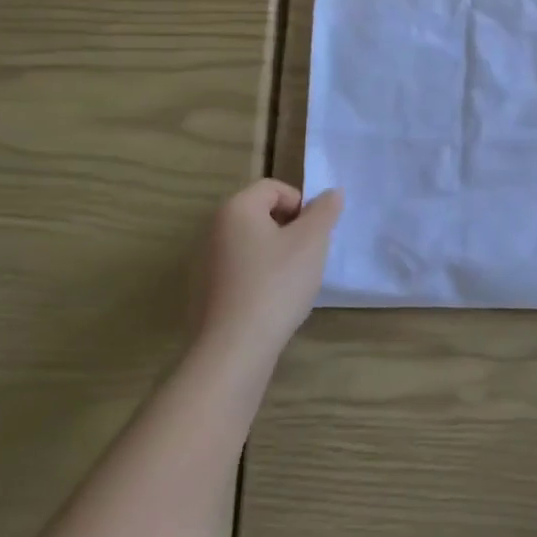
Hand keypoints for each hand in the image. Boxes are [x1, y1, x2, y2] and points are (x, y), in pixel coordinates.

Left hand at [196, 180, 343, 367]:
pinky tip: (273, 301)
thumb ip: (325, 211)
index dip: (301, 203)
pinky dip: (260, 276)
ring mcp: (205, 263)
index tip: (314, 233)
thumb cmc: (276, 283)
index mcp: (236, 209)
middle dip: (290, 229)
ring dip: (277, 253)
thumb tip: (331, 193)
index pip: (273, 188)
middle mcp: (213, 230)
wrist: (234, 348)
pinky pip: (240, 270)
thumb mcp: (312, 241)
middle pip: (261, 214)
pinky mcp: (205, 292)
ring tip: (293, 280)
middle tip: (308, 255)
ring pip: (252, 244)